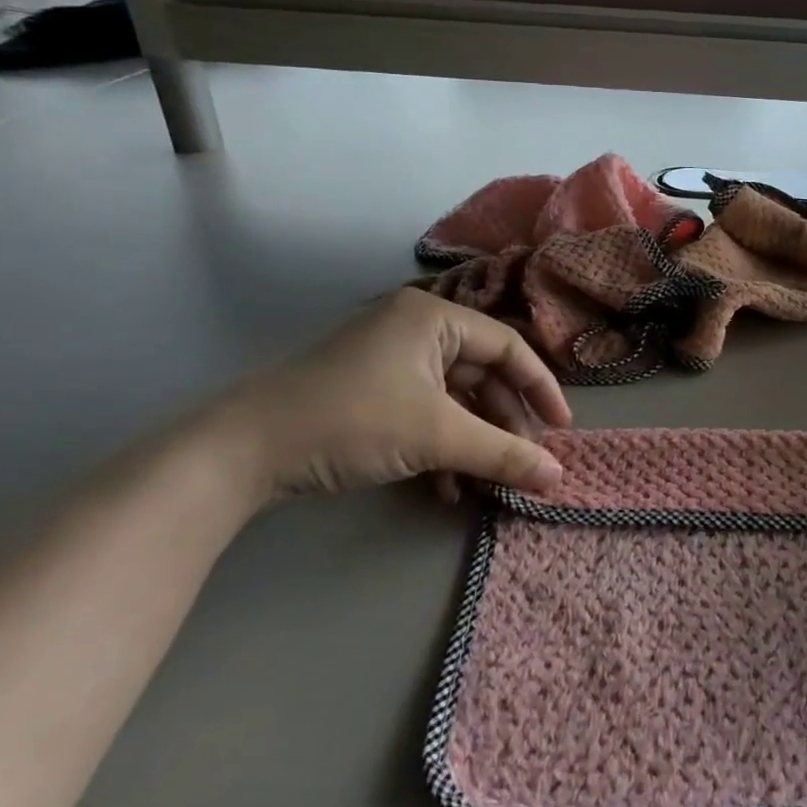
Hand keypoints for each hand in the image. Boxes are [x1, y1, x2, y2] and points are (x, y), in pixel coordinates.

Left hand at [219, 289, 570, 499]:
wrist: (243, 450)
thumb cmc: (353, 421)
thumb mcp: (438, 437)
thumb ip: (504, 454)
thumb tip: (560, 477)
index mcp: (434, 317)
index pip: (508, 347)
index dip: (541, 389)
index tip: (562, 429)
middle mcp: (414, 328)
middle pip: (482, 374)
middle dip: (504, 423)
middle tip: (523, 462)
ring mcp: (389, 359)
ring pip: (453, 399)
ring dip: (474, 442)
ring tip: (488, 483)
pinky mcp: (369, 389)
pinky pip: (424, 412)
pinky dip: (441, 447)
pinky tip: (448, 488)